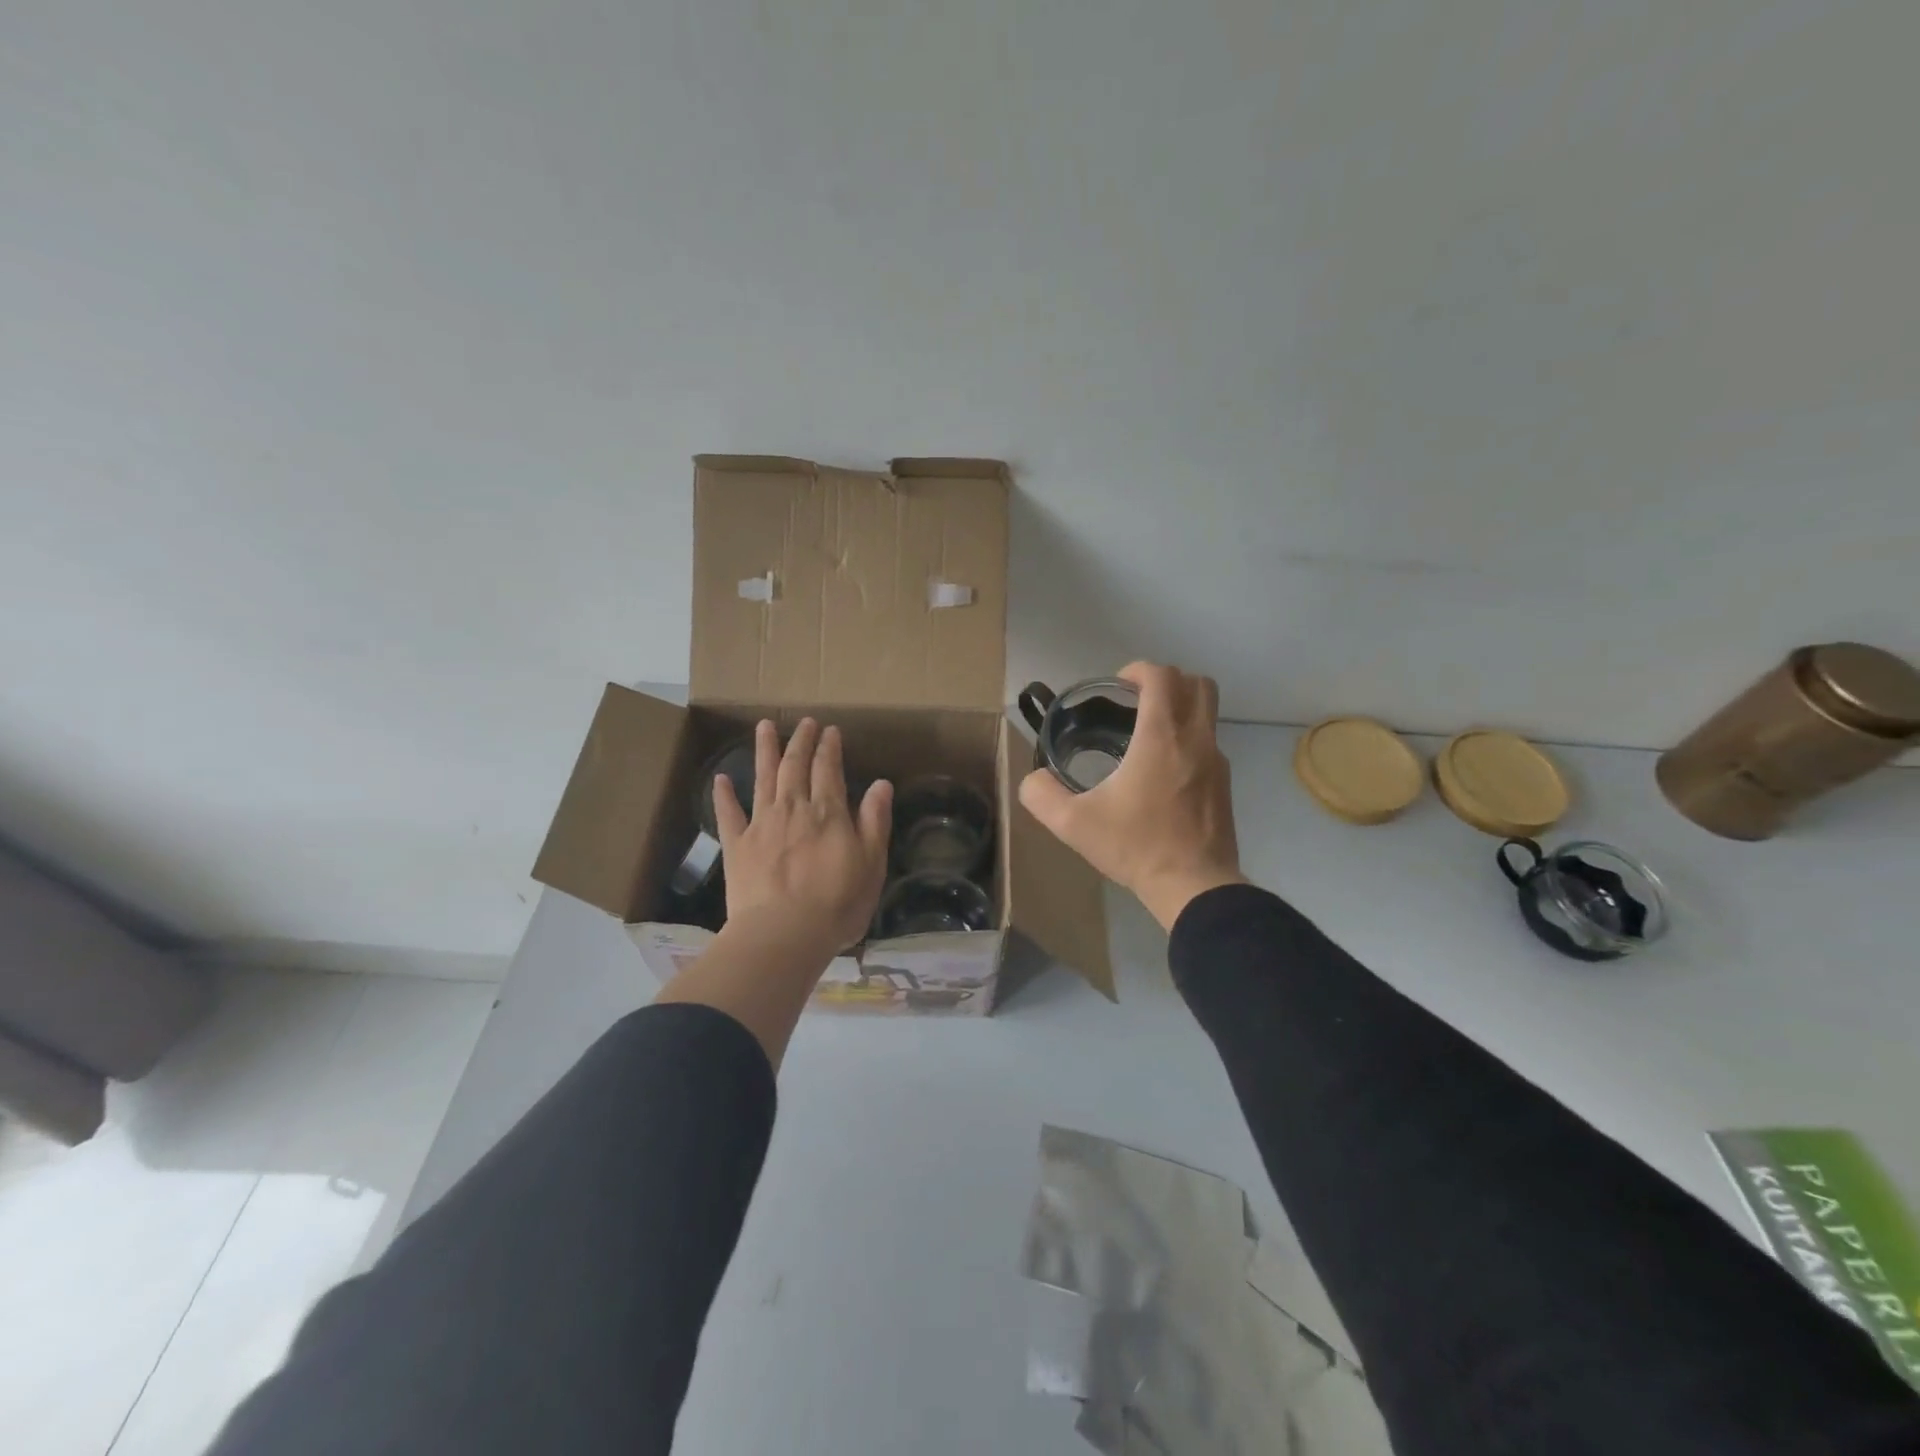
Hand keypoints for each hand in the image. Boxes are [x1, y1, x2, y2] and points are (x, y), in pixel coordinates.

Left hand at [714, 718, 892, 958]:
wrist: (783, 934)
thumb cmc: (837, 903)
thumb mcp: (872, 863)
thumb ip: (875, 820)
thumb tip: (881, 783)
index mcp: (828, 812)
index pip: (828, 769)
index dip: (829, 747)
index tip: (830, 730)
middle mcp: (793, 808)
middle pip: (796, 766)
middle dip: (801, 741)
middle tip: (804, 722)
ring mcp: (761, 824)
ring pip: (763, 778)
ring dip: (764, 751)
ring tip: (764, 727)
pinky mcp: (737, 845)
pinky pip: (728, 814)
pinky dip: (724, 795)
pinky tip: (720, 779)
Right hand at [1019, 662, 1245, 930]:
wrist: (1195, 887)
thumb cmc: (1136, 847)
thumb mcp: (1074, 824)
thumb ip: (1042, 795)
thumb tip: (1032, 780)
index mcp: (1161, 737)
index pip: (1162, 676)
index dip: (1137, 670)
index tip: (1117, 687)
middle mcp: (1195, 739)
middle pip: (1196, 683)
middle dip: (1166, 681)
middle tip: (1136, 702)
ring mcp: (1217, 761)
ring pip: (1208, 712)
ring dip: (1180, 708)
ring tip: (1145, 736)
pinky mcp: (1224, 784)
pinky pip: (1209, 742)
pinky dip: (1188, 739)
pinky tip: (1162, 773)